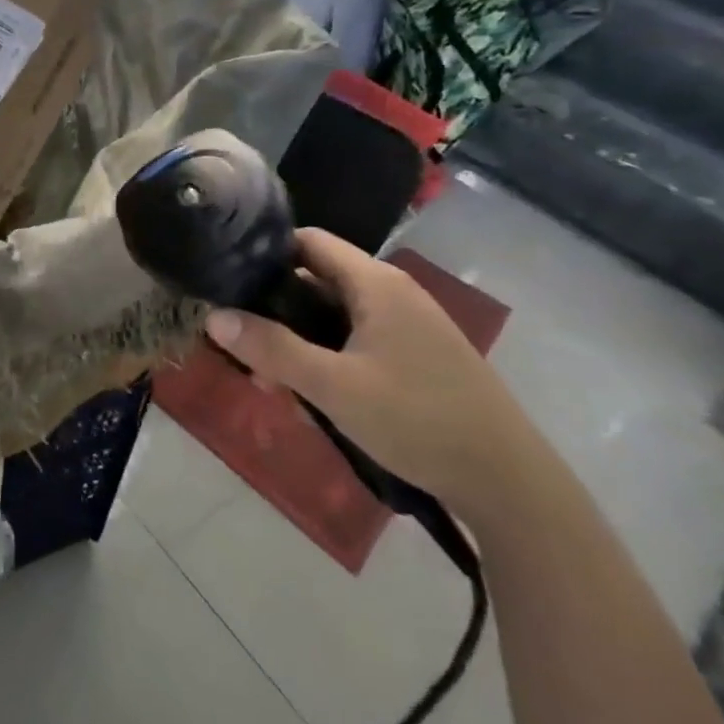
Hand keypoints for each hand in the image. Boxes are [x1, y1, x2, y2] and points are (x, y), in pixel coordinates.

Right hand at [205, 228, 543, 518]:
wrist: (510, 482)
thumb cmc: (417, 420)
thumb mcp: (334, 386)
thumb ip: (272, 348)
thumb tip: (213, 317)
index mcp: (375, 282)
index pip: (307, 241)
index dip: (264, 254)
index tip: (228, 282)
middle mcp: (392, 292)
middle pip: (316, 279)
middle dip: (275, 310)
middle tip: (244, 346)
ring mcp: (408, 324)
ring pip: (334, 314)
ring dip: (299, 340)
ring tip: (273, 381)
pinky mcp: (417, 355)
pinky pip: (357, 339)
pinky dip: (328, 356)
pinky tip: (314, 396)